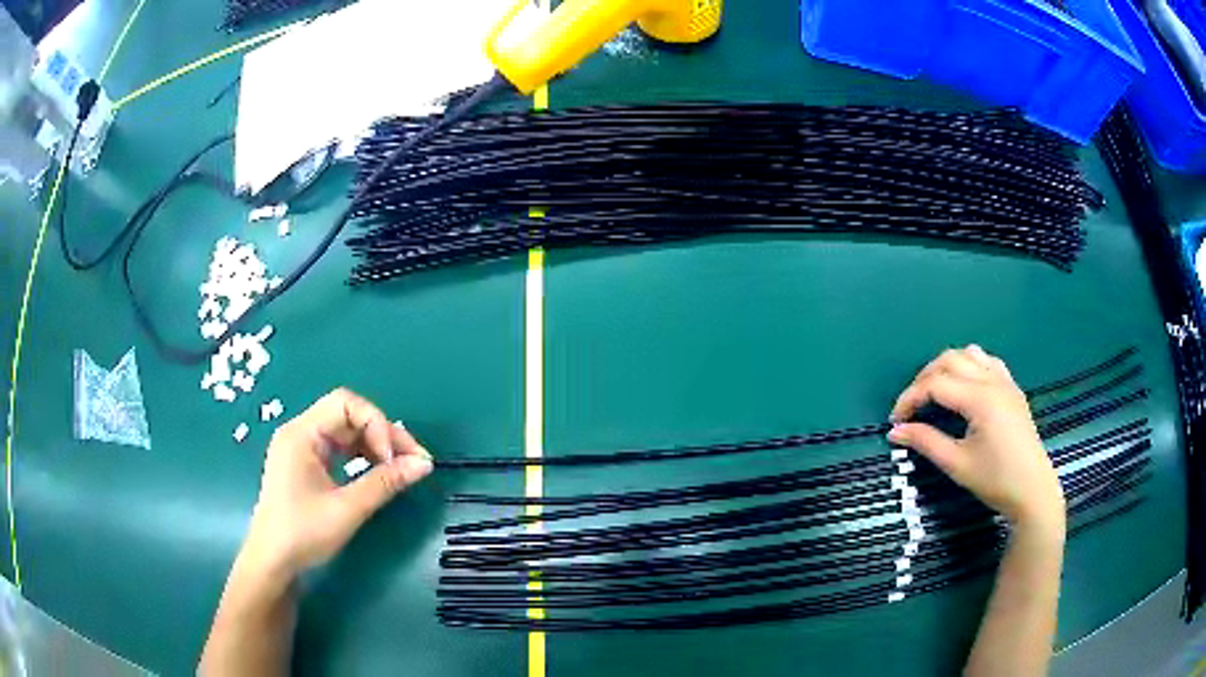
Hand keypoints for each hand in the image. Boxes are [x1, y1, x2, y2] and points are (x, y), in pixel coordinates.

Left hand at [241, 388, 433, 578]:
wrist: (272, 561)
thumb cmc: (303, 533)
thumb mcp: (347, 509)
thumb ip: (385, 483)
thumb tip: (424, 464)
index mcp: (301, 434)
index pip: (346, 404)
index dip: (376, 424)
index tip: (394, 460)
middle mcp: (300, 432)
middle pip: (348, 415)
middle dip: (382, 434)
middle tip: (414, 462)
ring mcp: (302, 448)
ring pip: (346, 432)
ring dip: (375, 446)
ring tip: (401, 469)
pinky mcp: (306, 465)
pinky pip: (339, 448)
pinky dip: (362, 457)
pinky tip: (378, 473)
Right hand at [888, 345, 1063, 530]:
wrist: (1032, 490)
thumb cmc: (995, 480)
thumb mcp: (957, 464)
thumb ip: (925, 442)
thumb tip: (896, 431)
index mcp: (979, 398)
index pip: (935, 384)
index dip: (910, 398)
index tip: (895, 421)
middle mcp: (992, 380)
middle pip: (949, 359)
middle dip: (924, 378)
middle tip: (911, 407)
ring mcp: (1005, 381)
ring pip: (969, 353)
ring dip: (946, 367)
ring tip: (934, 393)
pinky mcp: (1012, 388)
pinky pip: (987, 361)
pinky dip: (968, 366)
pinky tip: (964, 388)